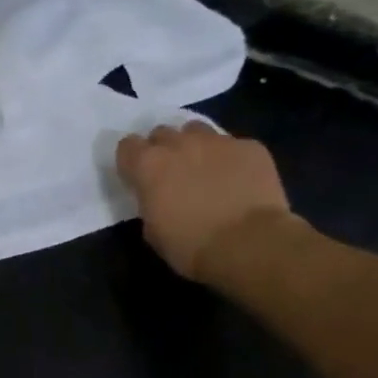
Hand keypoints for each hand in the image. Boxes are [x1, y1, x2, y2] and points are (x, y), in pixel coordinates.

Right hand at [115, 123, 292, 280]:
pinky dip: (232, 159)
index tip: (139, 178)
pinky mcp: (250, 147)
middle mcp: (178, 144)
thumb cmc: (191, 246)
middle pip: (162, 133)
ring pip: (197, 131)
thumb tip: (159, 197)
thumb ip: (150, 202)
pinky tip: (239, 181)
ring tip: (206, 170)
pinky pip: (234, 145)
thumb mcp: (153, 230)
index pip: (127, 146)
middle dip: (163, 150)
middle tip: (173, 175)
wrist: (249, 245)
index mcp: (148, 165)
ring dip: (195, 146)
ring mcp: (217, 141)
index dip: (132, 161)